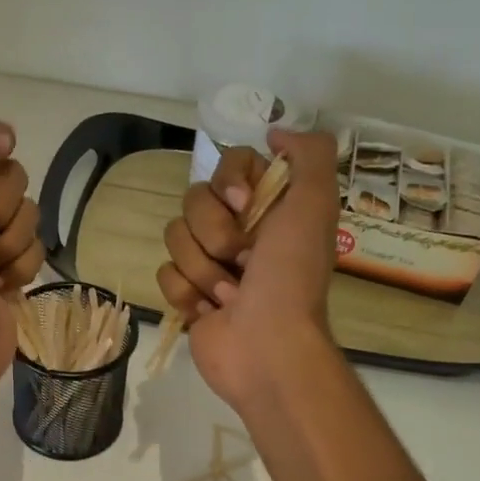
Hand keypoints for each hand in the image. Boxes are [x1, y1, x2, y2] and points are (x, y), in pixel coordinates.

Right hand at [156, 128, 341, 408]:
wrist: (267, 347)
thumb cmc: (291, 277)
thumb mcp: (315, 205)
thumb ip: (309, 154)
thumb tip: (275, 133)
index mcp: (269, 208)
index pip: (228, 165)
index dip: (229, 183)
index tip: (244, 207)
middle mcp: (239, 230)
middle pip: (193, 200)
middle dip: (215, 233)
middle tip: (243, 260)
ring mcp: (210, 264)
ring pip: (175, 238)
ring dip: (204, 269)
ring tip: (230, 295)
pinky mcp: (188, 296)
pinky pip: (165, 274)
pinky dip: (187, 294)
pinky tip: (211, 312)